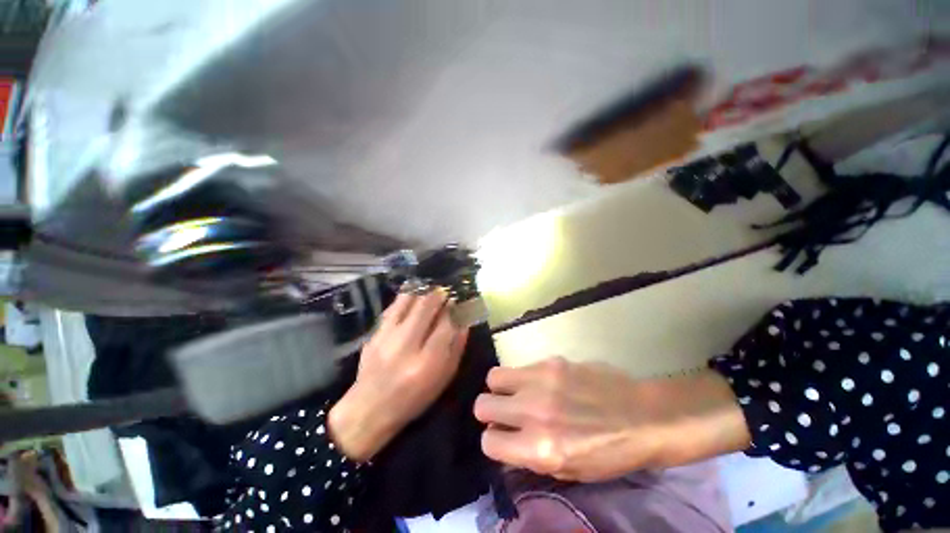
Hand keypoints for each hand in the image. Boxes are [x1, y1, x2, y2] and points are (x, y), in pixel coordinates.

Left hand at [330, 291, 468, 460]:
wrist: (369, 408)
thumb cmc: (414, 397)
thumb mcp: (443, 379)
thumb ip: (456, 348)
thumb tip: (464, 322)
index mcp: (427, 361)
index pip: (446, 324)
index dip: (453, 309)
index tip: (457, 302)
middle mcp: (406, 344)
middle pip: (425, 306)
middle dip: (438, 294)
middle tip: (444, 292)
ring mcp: (386, 337)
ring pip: (407, 301)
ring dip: (421, 292)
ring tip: (429, 292)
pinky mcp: (373, 334)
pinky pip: (392, 308)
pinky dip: (405, 299)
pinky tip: (412, 298)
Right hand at [474, 358, 748, 481]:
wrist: (642, 417)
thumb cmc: (609, 454)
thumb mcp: (568, 470)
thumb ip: (530, 455)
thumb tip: (505, 439)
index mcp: (541, 449)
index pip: (489, 442)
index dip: (494, 441)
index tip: (503, 437)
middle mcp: (534, 412)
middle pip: (482, 405)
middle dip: (489, 412)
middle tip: (505, 413)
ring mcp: (542, 381)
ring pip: (493, 377)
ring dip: (500, 388)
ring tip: (517, 393)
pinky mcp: (551, 362)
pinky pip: (520, 367)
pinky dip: (522, 377)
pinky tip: (541, 384)